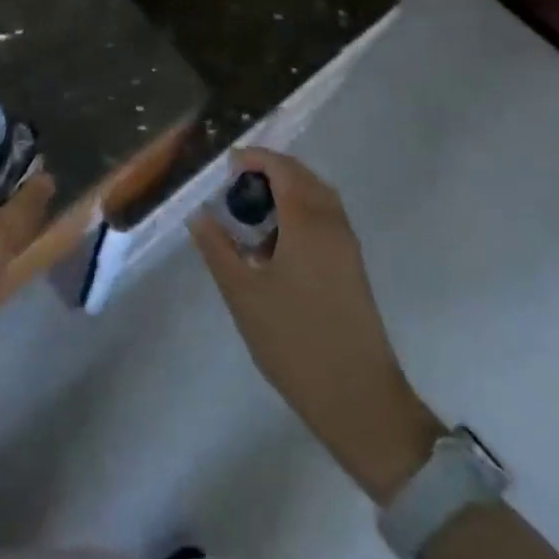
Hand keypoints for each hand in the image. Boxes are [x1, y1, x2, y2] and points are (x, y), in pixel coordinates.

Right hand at [191, 148, 442, 500]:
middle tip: (235, 187)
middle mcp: (333, 224)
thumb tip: (199, 214)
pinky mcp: (352, 268)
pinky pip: (325, 220)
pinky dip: (299, 213)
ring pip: (317, 199)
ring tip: (251, 213)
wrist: (358, 398)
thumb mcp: (242, 293)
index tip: (226, 166)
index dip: (254, 159)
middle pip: (303, 177)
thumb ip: (217, 248)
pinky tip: (275, 243)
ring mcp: (347, 247)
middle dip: (270, 172)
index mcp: (308, 221)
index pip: (283, 169)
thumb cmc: (294, 340)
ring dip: (286, 192)